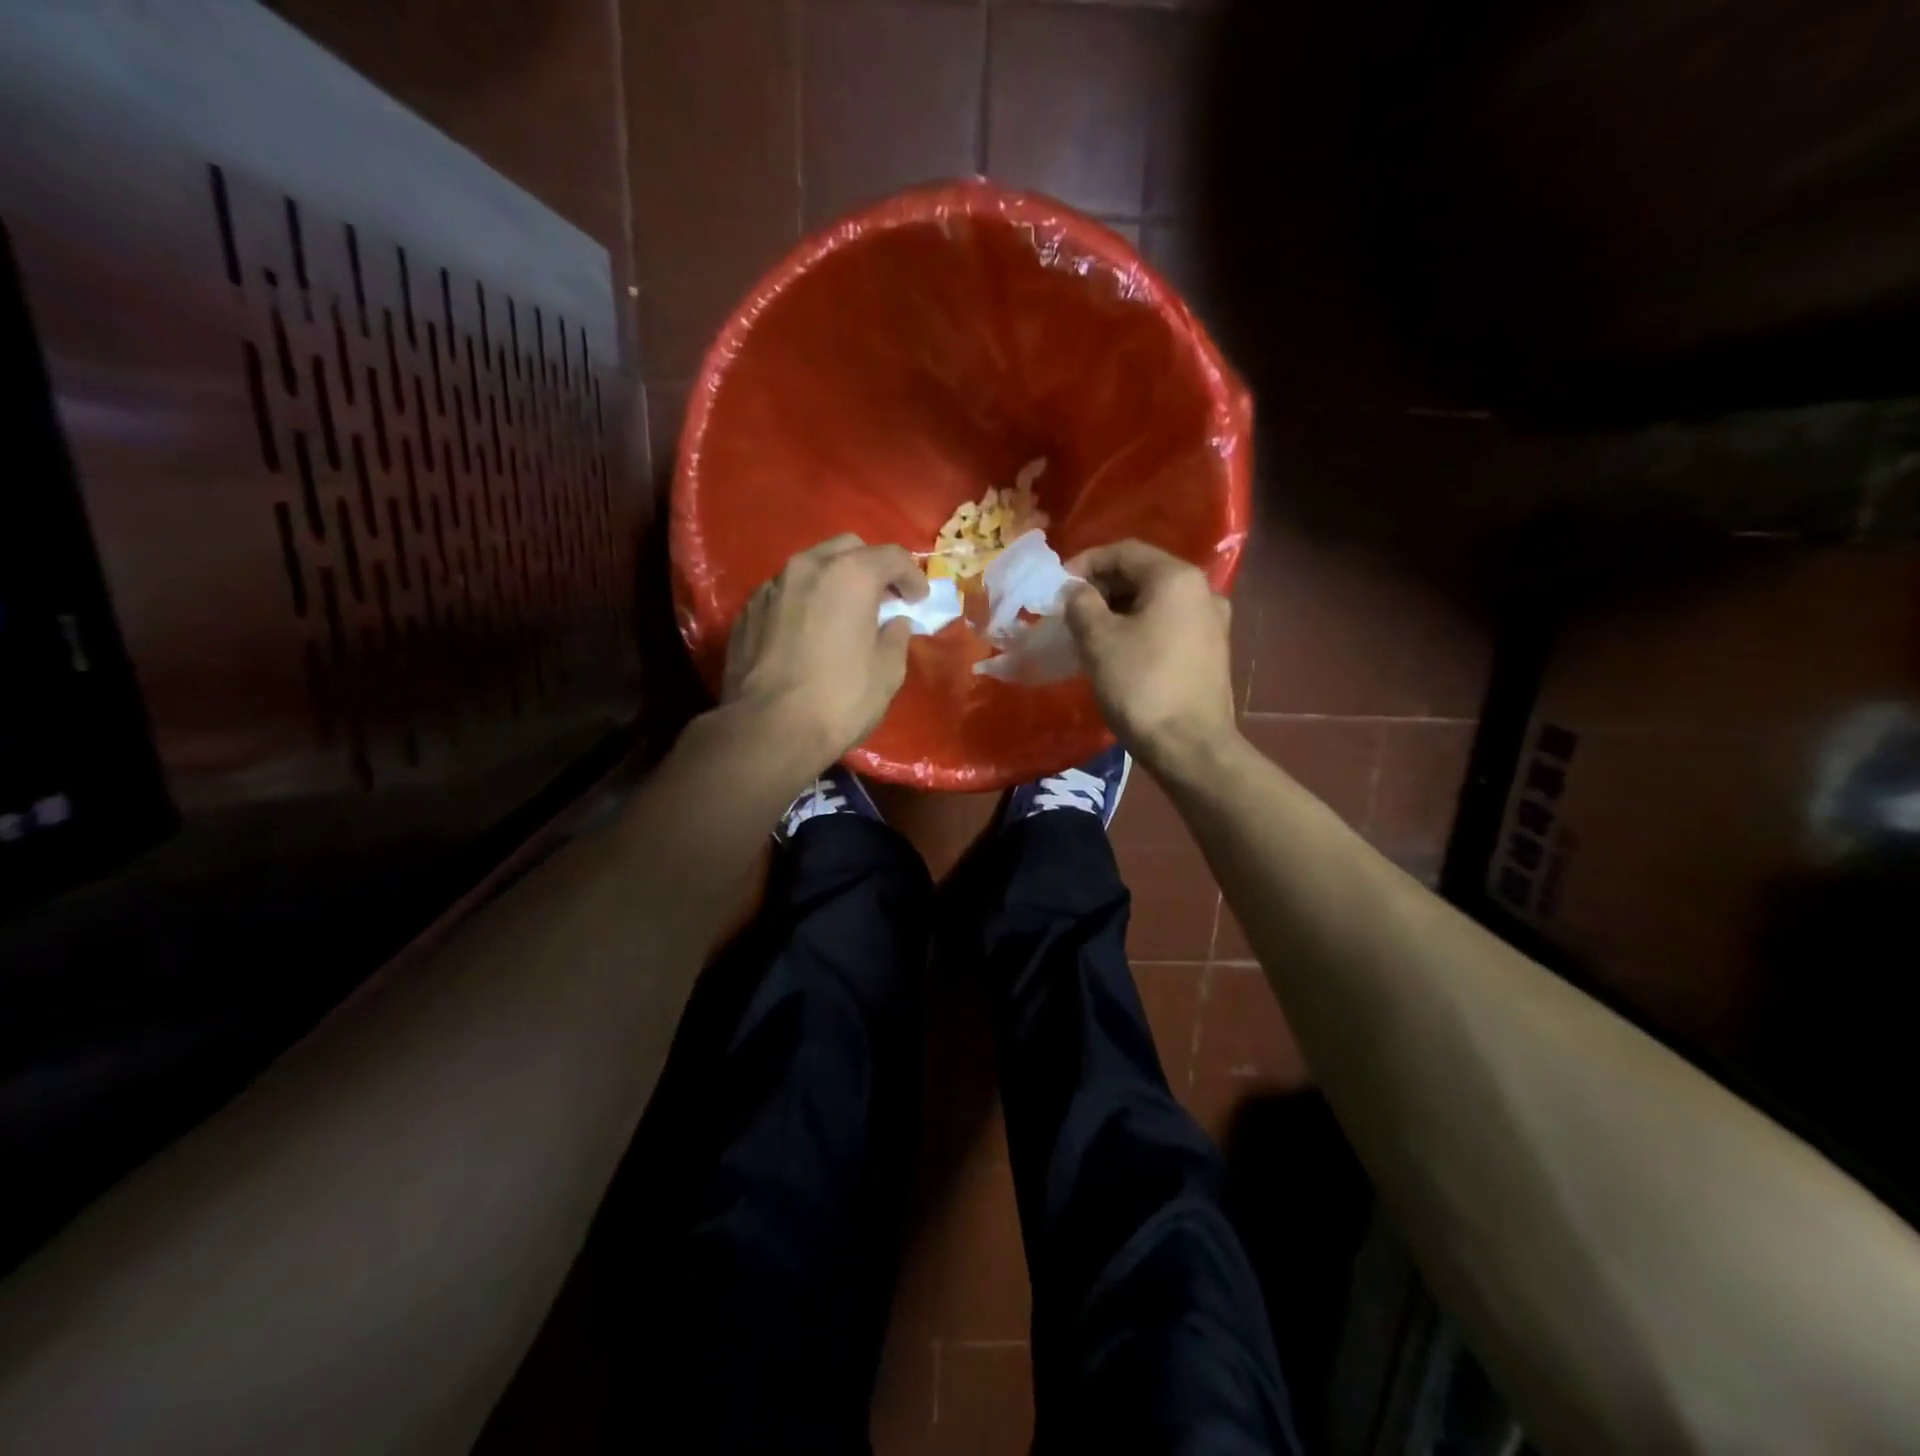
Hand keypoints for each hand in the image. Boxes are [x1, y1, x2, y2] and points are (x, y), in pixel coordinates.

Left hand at [724, 534, 928, 763]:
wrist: (768, 730)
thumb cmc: (839, 700)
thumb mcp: (887, 672)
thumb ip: (896, 637)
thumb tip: (893, 622)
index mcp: (850, 575)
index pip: (892, 556)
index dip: (913, 576)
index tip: (919, 600)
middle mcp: (807, 568)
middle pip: (848, 548)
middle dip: (871, 568)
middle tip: (883, 599)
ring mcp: (771, 587)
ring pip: (811, 567)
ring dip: (834, 582)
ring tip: (844, 614)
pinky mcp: (747, 611)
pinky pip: (785, 593)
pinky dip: (804, 602)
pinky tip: (809, 632)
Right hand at [1063, 540, 1236, 768]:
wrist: (1190, 747)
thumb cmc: (1140, 686)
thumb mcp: (1098, 640)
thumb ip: (1080, 604)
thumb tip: (1075, 590)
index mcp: (1176, 578)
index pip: (1124, 551)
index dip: (1085, 563)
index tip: (1058, 586)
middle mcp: (1202, 591)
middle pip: (1143, 574)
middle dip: (1102, 588)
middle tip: (1069, 611)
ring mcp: (1212, 622)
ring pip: (1155, 602)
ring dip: (1119, 610)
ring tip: (1088, 632)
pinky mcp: (1211, 652)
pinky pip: (1168, 626)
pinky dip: (1139, 629)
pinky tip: (1118, 652)